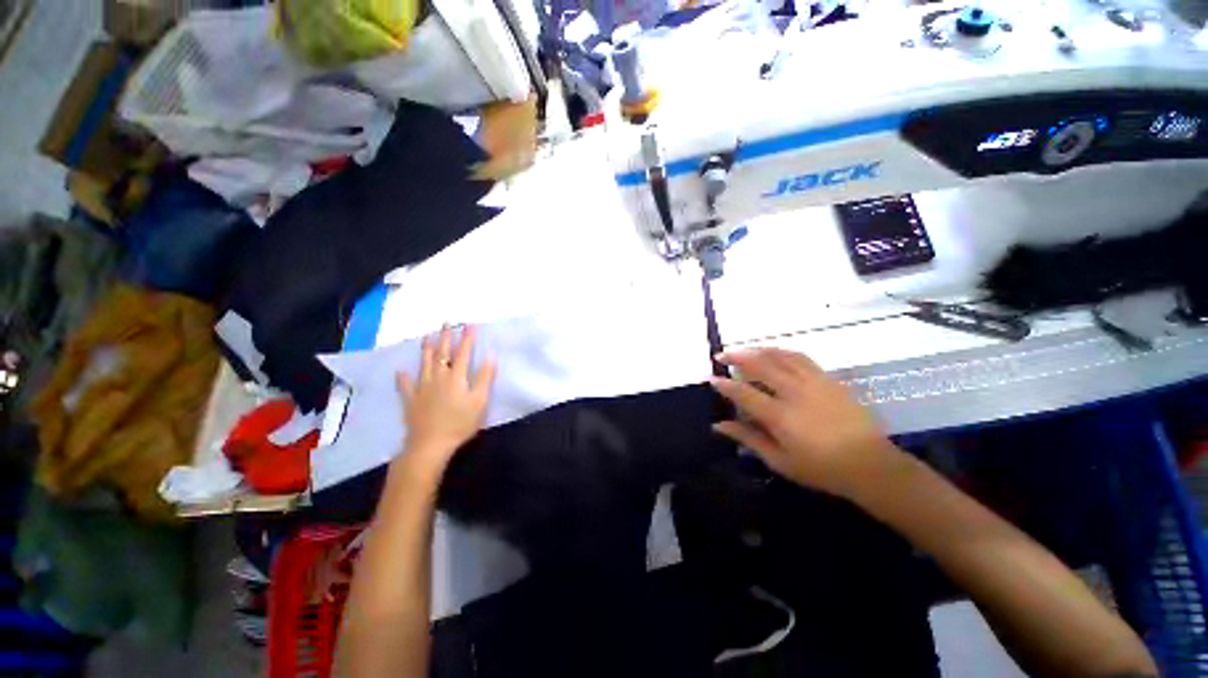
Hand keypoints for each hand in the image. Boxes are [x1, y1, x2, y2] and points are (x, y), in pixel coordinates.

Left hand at [397, 325, 496, 478]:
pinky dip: (403, 378)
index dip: (468, 339)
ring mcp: (422, 388)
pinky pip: (405, 386)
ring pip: (424, 364)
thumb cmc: (460, 422)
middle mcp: (438, 377)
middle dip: (445, 337)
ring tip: (426, 336)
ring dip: (426, 349)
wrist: (431, 444)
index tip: (470, 325)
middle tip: (446, 323)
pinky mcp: (411, 400)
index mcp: (456, 377)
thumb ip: (485, 377)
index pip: (464, 353)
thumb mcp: (480, 401)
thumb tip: (491, 355)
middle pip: (442, 354)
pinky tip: (400, 371)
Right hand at [710, 348, 900, 498]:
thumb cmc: (821, 469)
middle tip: (720, 355)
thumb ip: (748, 438)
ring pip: (780, 356)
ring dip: (757, 350)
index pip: (743, 393)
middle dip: (736, 357)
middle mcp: (794, 392)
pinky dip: (782, 351)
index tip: (710, 378)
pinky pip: (801, 357)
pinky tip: (774, 353)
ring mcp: (814, 382)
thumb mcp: (779, 461)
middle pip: (760, 365)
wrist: (871, 465)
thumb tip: (719, 425)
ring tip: (744, 350)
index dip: (724, 384)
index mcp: (780, 416)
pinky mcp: (828, 379)